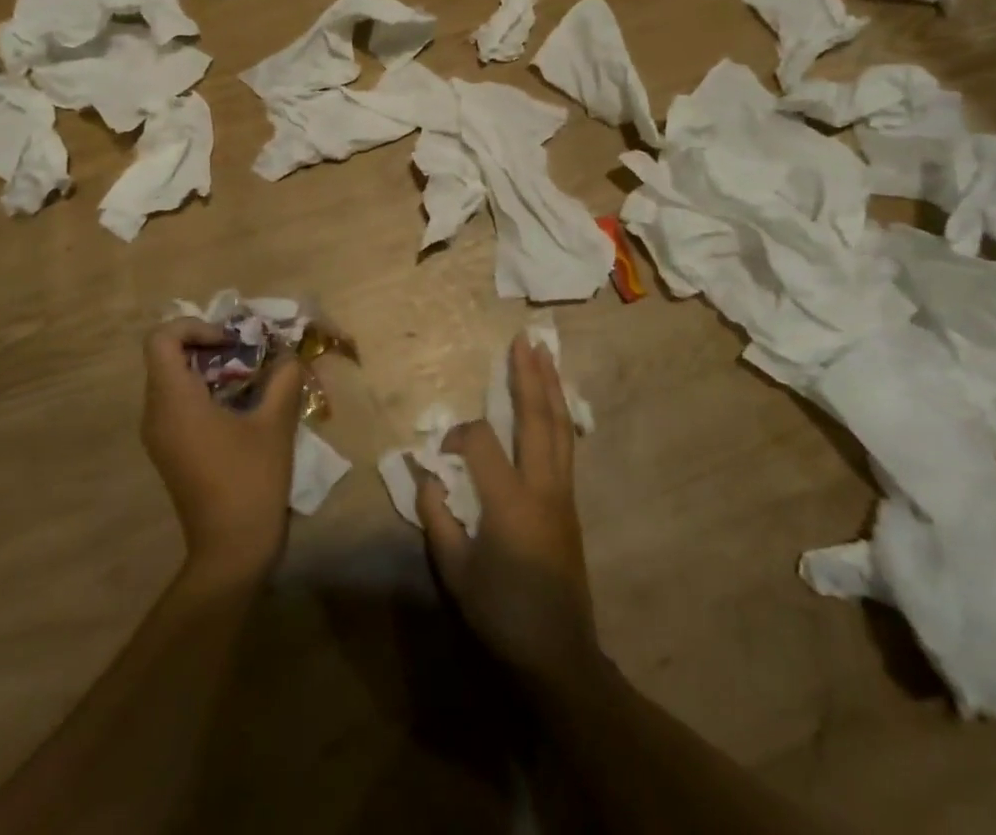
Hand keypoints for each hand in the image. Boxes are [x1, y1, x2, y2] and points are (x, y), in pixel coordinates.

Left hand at [140, 319, 303, 587]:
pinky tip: (240, 405)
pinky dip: (205, 390)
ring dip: (208, 367)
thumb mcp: (275, 423)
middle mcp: (156, 414)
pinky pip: (177, 402)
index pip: (161, 339)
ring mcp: (159, 435)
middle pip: (166, 356)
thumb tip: (288, 354)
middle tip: (247, 351)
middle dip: (207, 344)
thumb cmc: (251, 481)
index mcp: (174, 401)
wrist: (231, 551)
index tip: (231, 341)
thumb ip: (283, 379)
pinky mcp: (169, 451)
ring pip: (172, 379)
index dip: (195, 327)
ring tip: (249, 375)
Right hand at [414, 334, 600, 685]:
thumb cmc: (501, 614)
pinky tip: (554, 401)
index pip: (481, 442)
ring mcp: (563, 493)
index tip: (438, 456)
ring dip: (550, 387)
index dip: (456, 437)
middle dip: (530, 376)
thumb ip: (437, 516)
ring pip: (560, 428)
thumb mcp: (455, 573)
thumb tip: (425, 472)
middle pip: (538, 419)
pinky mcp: (570, 503)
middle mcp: (543, 487)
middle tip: (523, 340)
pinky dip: (558, 414)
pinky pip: (565, 446)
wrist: (558, 654)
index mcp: (510, 502)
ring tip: (543, 354)